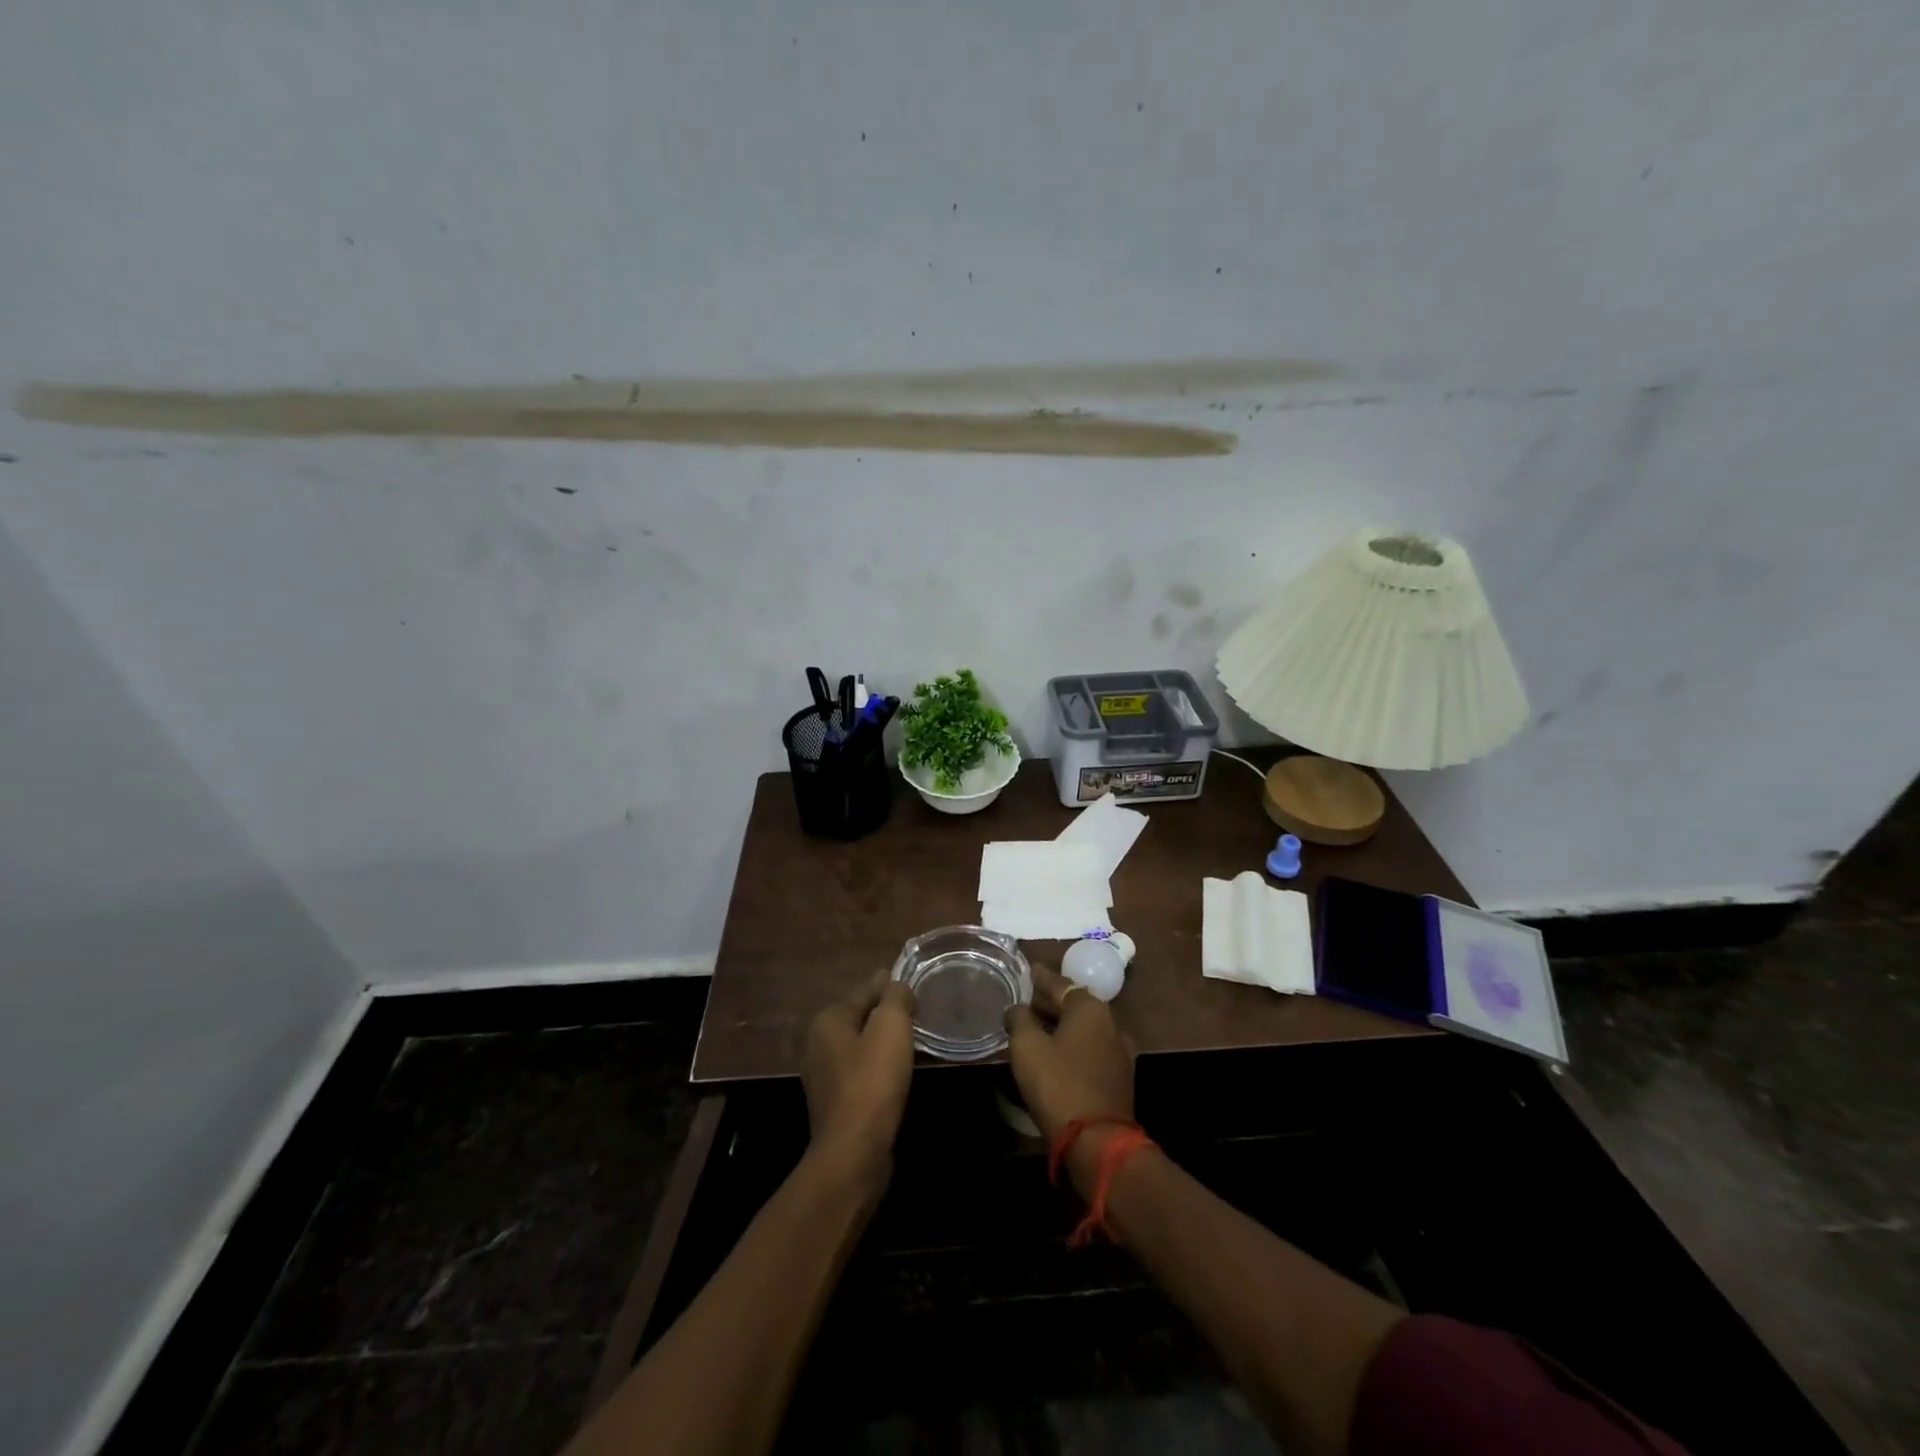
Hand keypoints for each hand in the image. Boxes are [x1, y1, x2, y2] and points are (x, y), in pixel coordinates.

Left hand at [801, 973, 916, 1179]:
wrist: (853, 1152)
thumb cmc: (872, 1081)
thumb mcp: (890, 1027)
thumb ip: (895, 997)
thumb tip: (896, 984)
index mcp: (828, 1021)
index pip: (865, 991)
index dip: (891, 987)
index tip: (914, 989)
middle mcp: (818, 1045)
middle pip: (860, 1019)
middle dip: (886, 1016)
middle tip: (916, 1016)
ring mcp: (823, 1078)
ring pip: (860, 1048)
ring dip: (883, 1044)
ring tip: (911, 1044)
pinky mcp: (835, 1105)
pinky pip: (861, 1074)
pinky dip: (878, 1069)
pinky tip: (896, 1076)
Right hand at [1006, 963, 1135, 1189]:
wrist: (1098, 1142)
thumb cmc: (1058, 1084)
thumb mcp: (1027, 1047)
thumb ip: (1019, 1019)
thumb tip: (1018, 1008)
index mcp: (1090, 1008)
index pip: (1060, 984)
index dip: (1041, 977)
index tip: (1028, 970)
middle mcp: (1110, 1024)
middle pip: (1074, 1005)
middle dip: (1050, 1002)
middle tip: (1025, 1000)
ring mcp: (1118, 1053)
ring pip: (1082, 1029)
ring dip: (1060, 1026)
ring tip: (1035, 1027)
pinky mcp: (1118, 1079)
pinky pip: (1088, 1050)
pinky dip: (1070, 1046)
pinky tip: (1053, 1053)